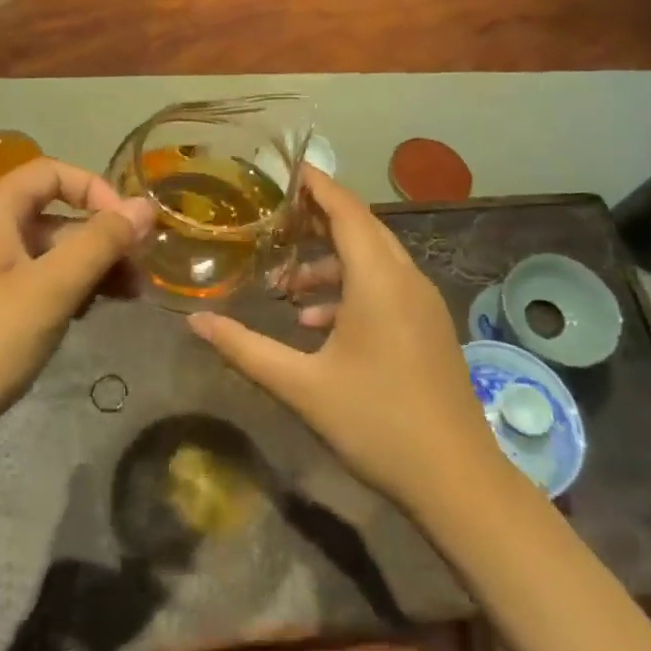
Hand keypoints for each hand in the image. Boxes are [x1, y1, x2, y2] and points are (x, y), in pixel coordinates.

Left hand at [0, 158, 154, 456]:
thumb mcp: (48, 290)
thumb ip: (99, 244)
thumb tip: (145, 206)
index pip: (54, 173)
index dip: (97, 190)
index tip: (131, 228)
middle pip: (56, 214)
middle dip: (103, 238)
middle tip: (142, 274)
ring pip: (50, 252)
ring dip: (91, 267)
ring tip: (130, 298)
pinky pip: (36, 281)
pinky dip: (68, 290)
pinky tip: (91, 315)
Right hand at [187, 168, 504, 513]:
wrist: (456, 480)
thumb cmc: (376, 423)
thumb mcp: (300, 386)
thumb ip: (244, 348)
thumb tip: (195, 321)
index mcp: (378, 280)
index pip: (345, 210)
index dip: (316, 185)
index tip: (284, 169)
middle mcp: (406, 280)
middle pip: (361, 228)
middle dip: (318, 218)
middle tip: (274, 217)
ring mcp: (422, 304)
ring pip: (373, 260)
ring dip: (330, 262)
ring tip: (286, 284)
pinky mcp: (427, 327)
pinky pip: (385, 287)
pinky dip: (350, 289)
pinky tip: (317, 324)